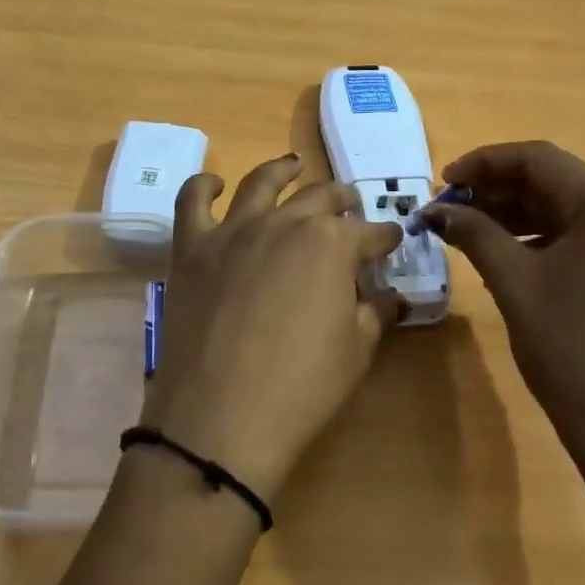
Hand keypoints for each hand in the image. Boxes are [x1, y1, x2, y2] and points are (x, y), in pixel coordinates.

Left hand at [143, 154, 403, 502]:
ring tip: (293, 165)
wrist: (220, 418)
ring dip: (282, 171)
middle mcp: (284, 223)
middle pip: (320, 199)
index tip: (392, 240)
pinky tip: (216, 183)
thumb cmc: (301, 387)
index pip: (368, 233)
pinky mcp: (192, 248)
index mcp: (331, 244)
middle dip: (341, 200)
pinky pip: (193, 201)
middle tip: (350, 204)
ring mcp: (233, 231)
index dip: (384, 237)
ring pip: (261, 184)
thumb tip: (392, 297)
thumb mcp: (356, 352)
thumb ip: (375, 314)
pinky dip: (204, 185)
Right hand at [418, 142, 584, 464]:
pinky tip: (502, 250)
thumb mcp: (515, 283)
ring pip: (564, 208)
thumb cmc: (572, 350)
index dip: (484, 163)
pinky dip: (538, 236)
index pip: (539, 159)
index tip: (441, 182)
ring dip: (514, 212)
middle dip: (496, 189)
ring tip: (466, 227)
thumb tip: (436, 210)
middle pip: (553, 181)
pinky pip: (579, 236)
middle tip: (447, 208)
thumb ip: (475, 233)